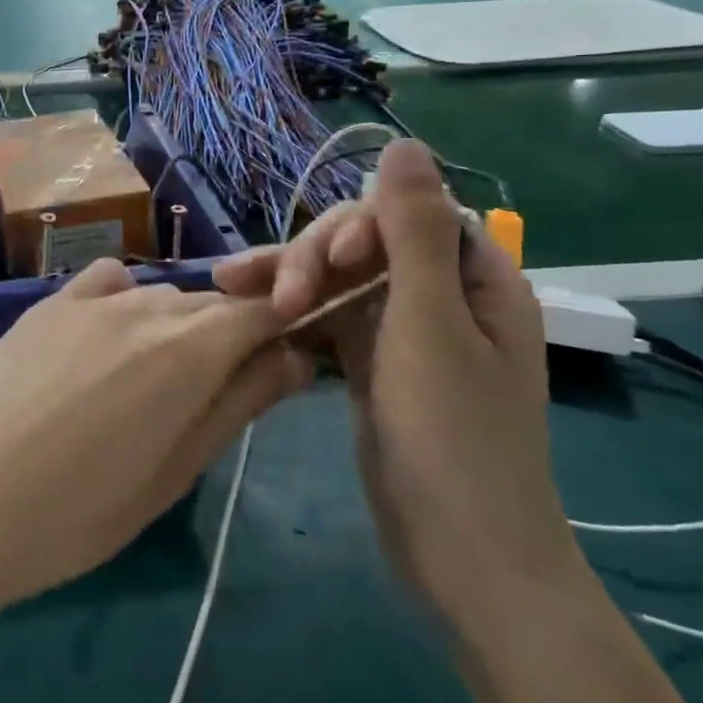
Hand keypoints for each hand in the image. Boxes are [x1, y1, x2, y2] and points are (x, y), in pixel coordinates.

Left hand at [0, 258, 308, 607]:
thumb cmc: (76, 512)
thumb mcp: (175, 472)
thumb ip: (240, 403)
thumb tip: (298, 355)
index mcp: (189, 348)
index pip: (263, 311)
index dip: (285, 329)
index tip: (288, 363)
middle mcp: (147, 304)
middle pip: (215, 303)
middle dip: (233, 336)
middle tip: (217, 396)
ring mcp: (92, 297)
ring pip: (164, 297)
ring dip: (179, 327)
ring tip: (153, 385)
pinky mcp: (50, 301)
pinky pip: (110, 284)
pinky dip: (127, 303)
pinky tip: (109, 339)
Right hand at [213, 141, 581, 625]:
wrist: (462, 559)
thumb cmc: (455, 437)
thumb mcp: (429, 325)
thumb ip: (413, 231)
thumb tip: (405, 143)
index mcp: (473, 279)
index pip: (407, 215)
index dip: (360, 226)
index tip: (328, 263)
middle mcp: (440, 296)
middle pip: (364, 245)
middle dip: (314, 258)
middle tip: (273, 295)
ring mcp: (402, 332)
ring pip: (337, 280)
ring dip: (289, 279)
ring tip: (228, 285)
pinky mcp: (372, 365)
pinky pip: (328, 318)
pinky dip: (292, 313)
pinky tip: (250, 311)